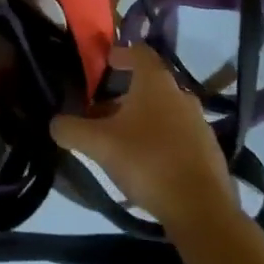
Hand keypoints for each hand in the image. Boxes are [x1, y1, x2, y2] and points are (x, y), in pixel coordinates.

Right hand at [51, 44, 237, 227]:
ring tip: (121, 143)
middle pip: (149, 86)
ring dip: (142, 121)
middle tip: (102, 114)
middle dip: (124, 96)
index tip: (106, 63)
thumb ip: (72, 129)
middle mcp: (181, 95)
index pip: (139, 52)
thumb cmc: (148, 162)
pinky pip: (179, 138)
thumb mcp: (99, 144)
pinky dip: (161, 142)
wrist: (202, 211)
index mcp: (156, 82)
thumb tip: (54, 123)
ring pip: (164, 113)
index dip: (121, 53)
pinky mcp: (209, 154)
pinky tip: (146, 167)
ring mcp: (200, 124)